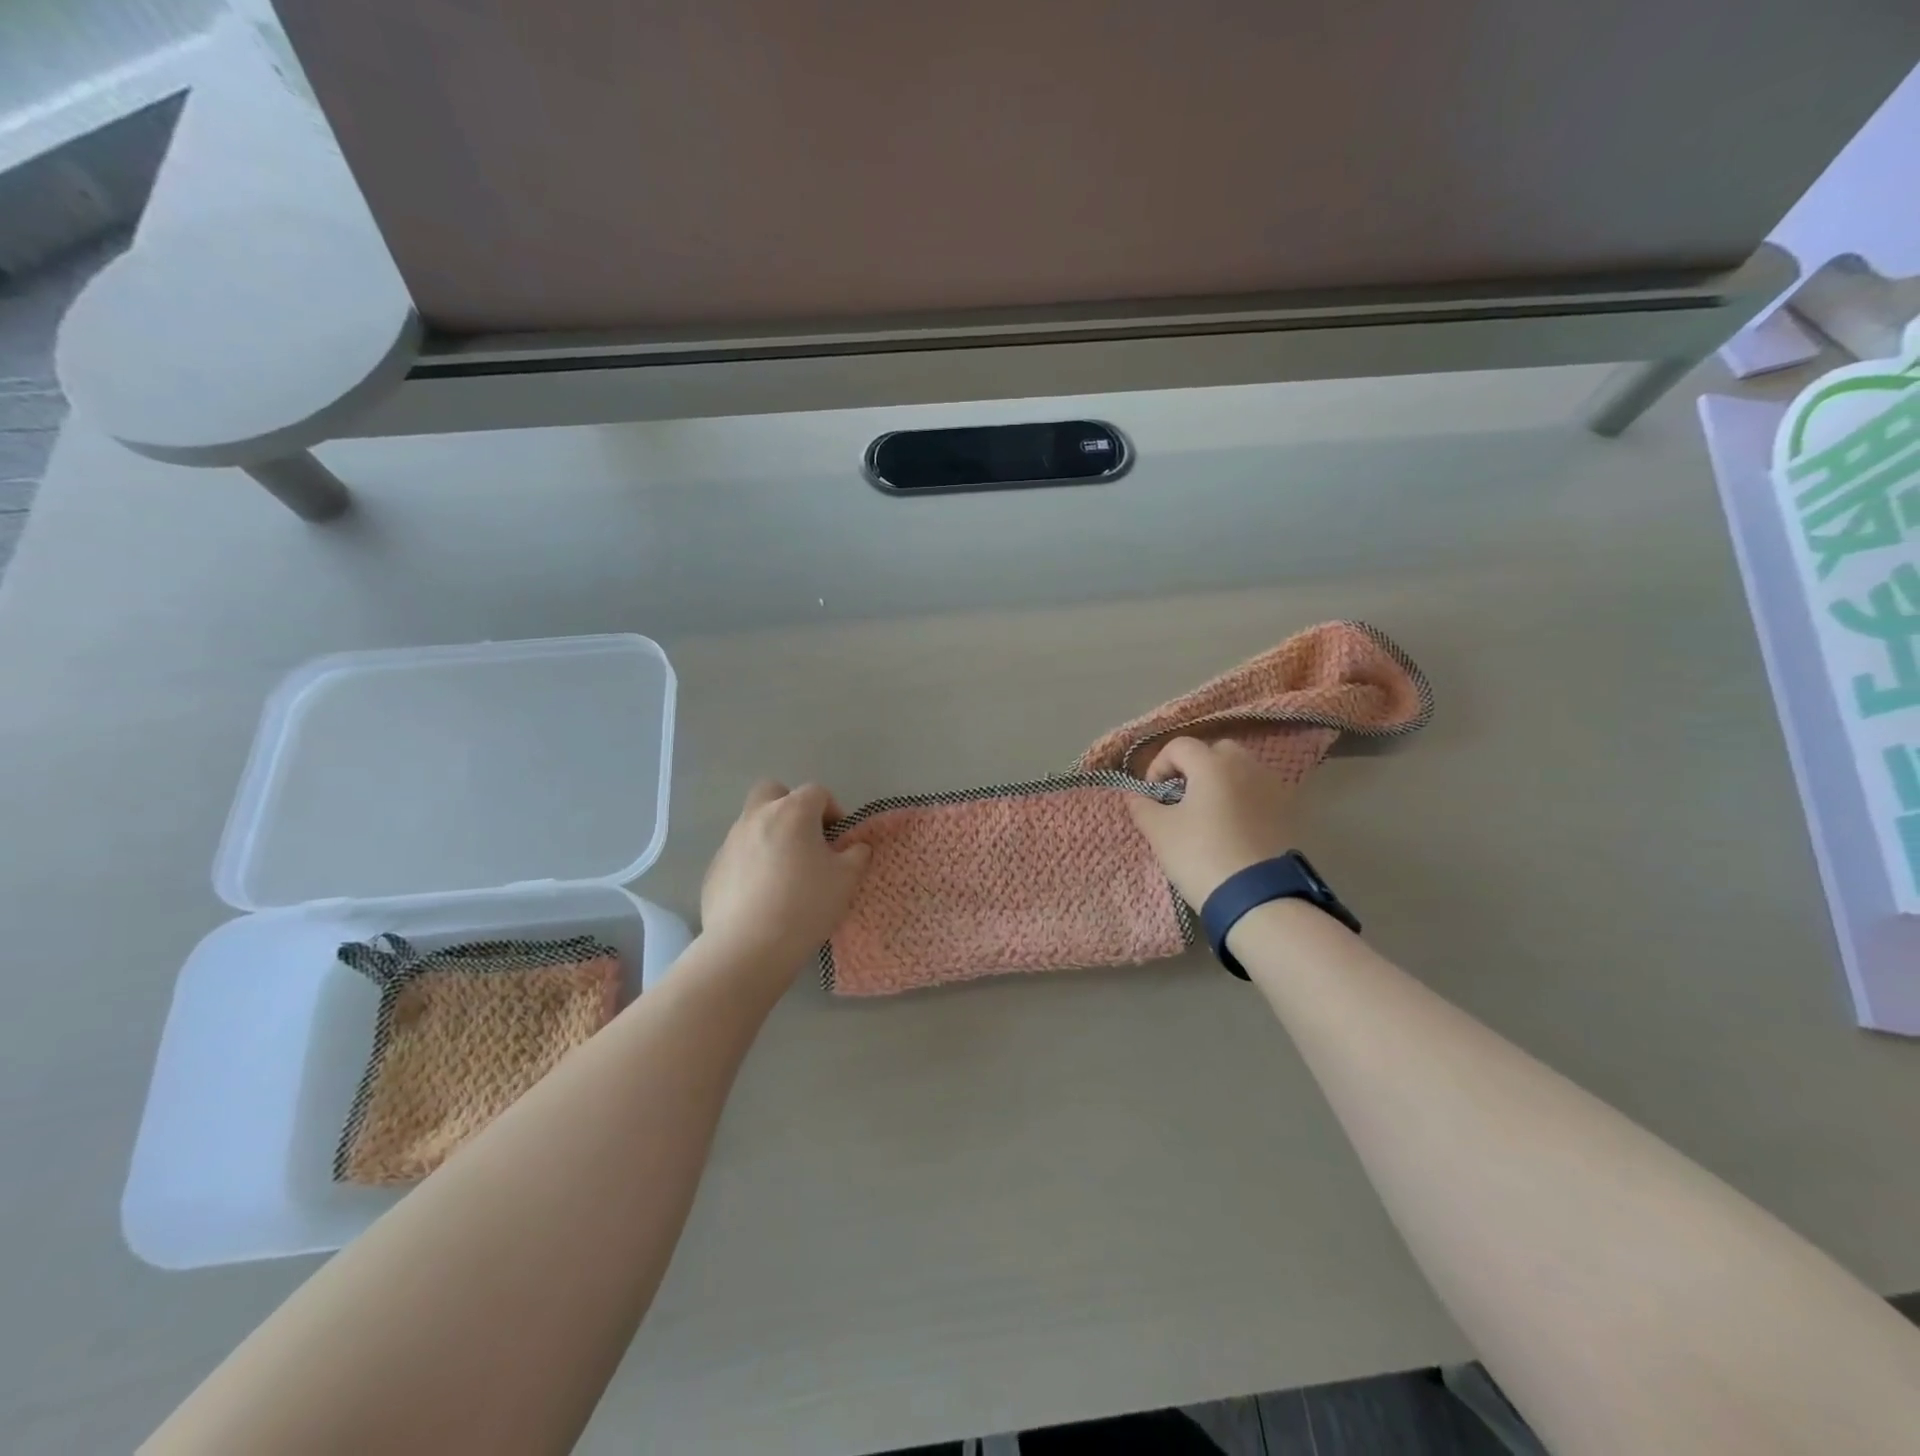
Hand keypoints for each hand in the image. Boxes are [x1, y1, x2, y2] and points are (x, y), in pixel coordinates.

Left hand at [700, 780, 871, 966]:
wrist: (749, 947)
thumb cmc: (806, 904)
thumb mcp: (846, 880)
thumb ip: (856, 855)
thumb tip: (856, 847)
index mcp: (793, 812)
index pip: (816, 792)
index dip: (832, 810)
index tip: (838, 839)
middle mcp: (757, 817)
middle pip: (772, 792)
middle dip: (790, 806)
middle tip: (805, 838)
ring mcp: (730, 842)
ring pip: (752, 823)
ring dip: (770, 836)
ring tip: (784, 874)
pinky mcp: (714, 869)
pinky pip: (737, 855)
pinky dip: (751, 864)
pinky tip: (762, 895)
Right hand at [1126, 737, 1300, 907]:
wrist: (1258, 898)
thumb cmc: (1201, 855)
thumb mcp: (1159, 832)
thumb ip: (1142, 806)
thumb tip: (1136, 795)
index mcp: (1212, 765)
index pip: (1179, 746)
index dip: (1159, 766)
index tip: (1153, 795)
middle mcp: (1246, 766)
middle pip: (1215, 752)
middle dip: (1195, 768)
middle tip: (1182, 799)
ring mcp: (1273, 788)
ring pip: (1241, 772)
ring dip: (1221, 784)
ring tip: (1208, 815)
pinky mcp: (1289, 812)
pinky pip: (1259, 794)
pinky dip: (1243, 801)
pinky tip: (1233, 830)